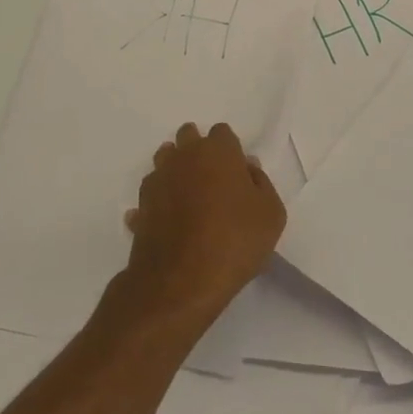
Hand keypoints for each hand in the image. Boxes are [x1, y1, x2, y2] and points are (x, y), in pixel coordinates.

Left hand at [121, 123, 286, 329]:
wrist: (182, 281)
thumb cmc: (235, 241)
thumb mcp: (271, 214)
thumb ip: (261, 183)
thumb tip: (247, 167)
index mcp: (217, 151)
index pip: (222, 132)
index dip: (230, 150)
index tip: (237, 173)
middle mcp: (182, 157)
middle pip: (188, 137)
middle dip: (198, 151)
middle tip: (214, 181)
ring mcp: (157, 181)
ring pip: (164, 161)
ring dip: (176, 171)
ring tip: (191, 199)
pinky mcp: (141, 207)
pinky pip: (151, 196)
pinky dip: (159, 203)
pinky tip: (170, 223)